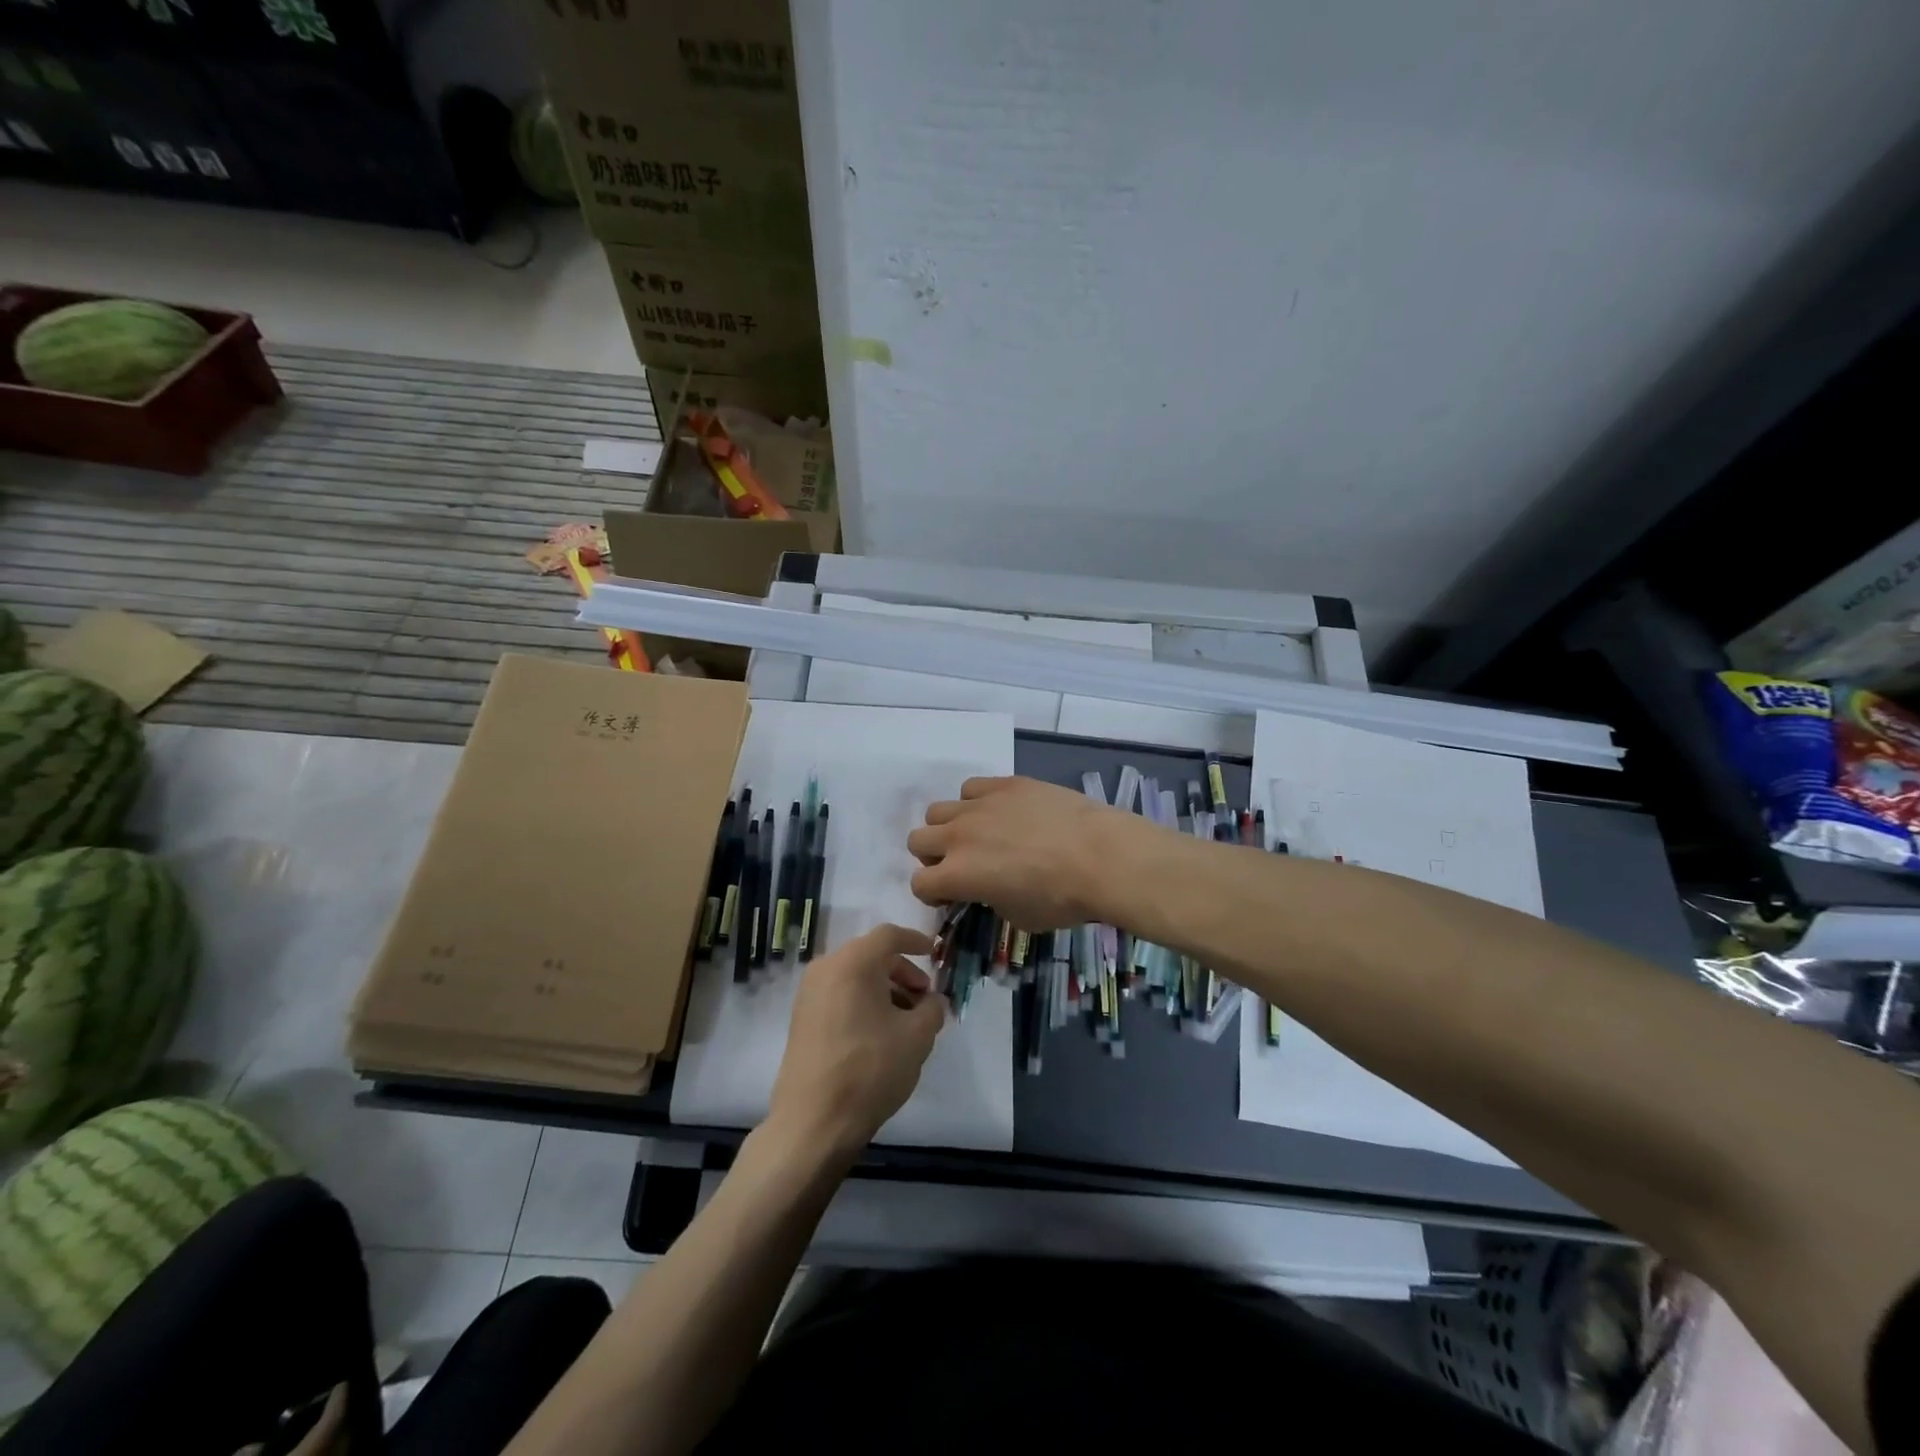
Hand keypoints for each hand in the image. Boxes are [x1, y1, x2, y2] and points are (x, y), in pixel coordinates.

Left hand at [767, 923, 945, 1156]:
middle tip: (925, 998)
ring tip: (907, 1021)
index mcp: (853, 962)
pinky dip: (864, 1002)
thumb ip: (932, 1008)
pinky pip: (840, 995)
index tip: (935, 953)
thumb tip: (931, 1001)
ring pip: (855, 977)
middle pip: (871, 956)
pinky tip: (881, 1033)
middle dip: (903, 971)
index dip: (916, 940)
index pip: (889, 935)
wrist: (814, 1121)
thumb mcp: (917, 1037)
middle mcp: (826, 969)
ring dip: (885, 989)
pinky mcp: (802, 1019)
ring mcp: (809, 994)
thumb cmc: (870, 1068)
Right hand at [906, 776, 1143, 929]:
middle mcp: (958, 836)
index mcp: (957, 875)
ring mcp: (980, 805)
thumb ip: (990, 899)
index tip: (954, 897)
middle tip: (962, 865)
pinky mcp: (1005, 784)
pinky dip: (977, 802)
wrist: (1100, 856)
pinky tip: (1001, 812)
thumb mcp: (1018, 916)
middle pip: (917, 840)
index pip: (919, 883)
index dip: (934, 894)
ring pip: (939, 810)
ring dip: (949, 827)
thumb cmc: (1061, 899)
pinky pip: (972, 787)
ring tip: (979, 836)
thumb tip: (989, 887)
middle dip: (933, 856)